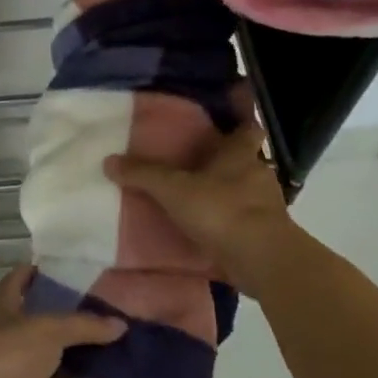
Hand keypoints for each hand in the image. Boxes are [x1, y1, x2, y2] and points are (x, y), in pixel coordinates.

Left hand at [0, 266, 124, 377]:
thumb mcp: (47, 330)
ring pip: (52, 372)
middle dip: (71, 326)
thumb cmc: (6, 358)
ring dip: (78, 368)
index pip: (17, 283)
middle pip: (42, 331)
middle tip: (107, 317)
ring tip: (112, 357)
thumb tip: (120, 324)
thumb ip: (84, 326)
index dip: (37, 273)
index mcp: (2, 314)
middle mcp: (7, 344)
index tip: (67, 269)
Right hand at [104, 121, 302, 297]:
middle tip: (203, 162)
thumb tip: (109, 160)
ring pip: (248, 191)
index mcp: (241, 153)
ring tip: (203, 198)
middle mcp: (258, 174)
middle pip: (247, 160)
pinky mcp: (269, 235)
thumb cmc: (221, 210)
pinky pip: (247, 221)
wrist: (263, 259)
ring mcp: (268, 206)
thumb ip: (143, 174)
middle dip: (229, 161)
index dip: (243, 120)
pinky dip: (232, 223)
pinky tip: (213, 230)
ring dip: (231, 194)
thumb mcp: (173, 189)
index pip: (248, 127)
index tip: (231, 118)